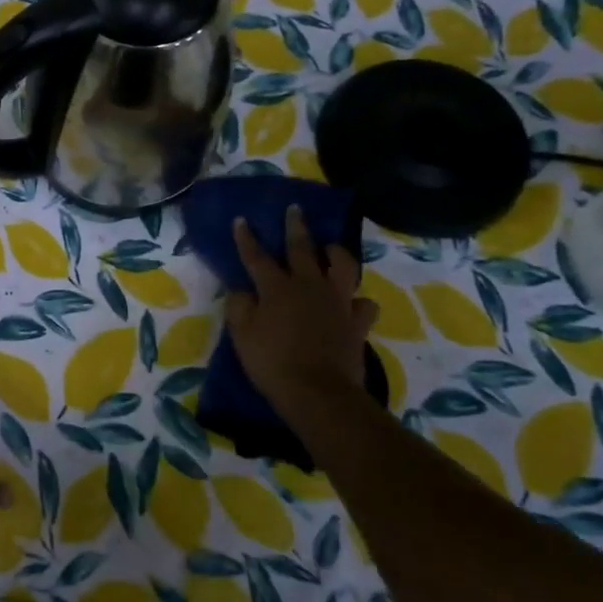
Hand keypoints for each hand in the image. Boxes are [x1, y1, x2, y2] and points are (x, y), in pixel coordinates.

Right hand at [224, 207, 378, 405]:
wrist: (318, 392)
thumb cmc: (272, 363)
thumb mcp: (241, 335)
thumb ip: (239, 307)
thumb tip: (242, 291)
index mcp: (276, 288)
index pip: (256, 257)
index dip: (247, 238)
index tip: (242, 220)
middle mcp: (308, 286)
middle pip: (302, 249)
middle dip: (296, 227)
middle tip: (295, 209)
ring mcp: (337, 302)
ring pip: (342, 266)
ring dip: (336, 253)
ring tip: (331, 247)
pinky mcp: (357, 322)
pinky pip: (363, 304)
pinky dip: (358, 300)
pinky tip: (353, 302)